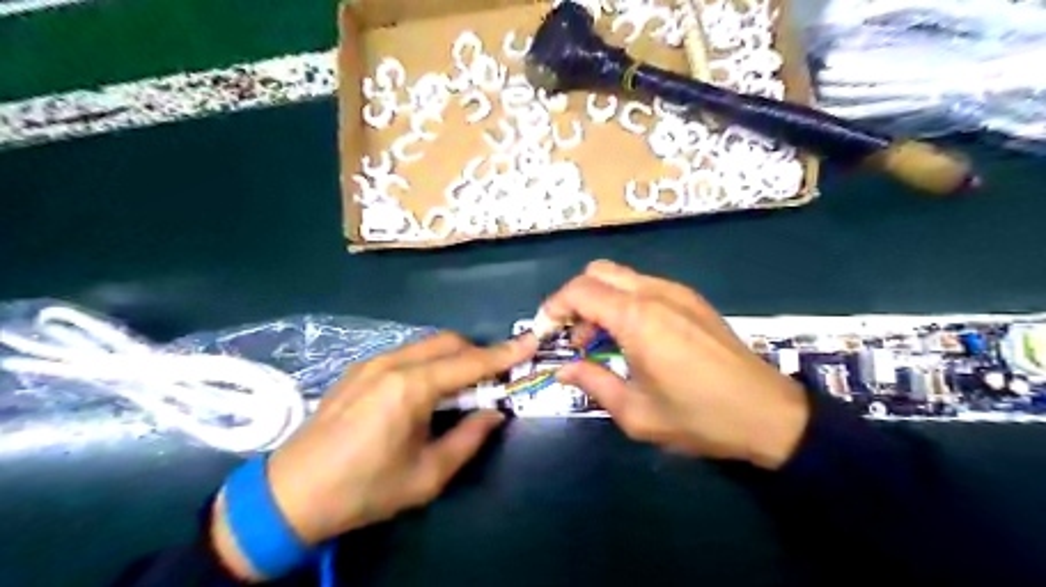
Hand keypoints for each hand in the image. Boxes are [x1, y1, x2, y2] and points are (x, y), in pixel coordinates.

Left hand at [213, 332, 537, 579]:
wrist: (290, 494)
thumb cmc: (363, 489)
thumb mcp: (427, 476)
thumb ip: (468, 439)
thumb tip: (494, 413)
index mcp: (411, 388)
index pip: (470, 362)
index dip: (504, 354)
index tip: (530, 342)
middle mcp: (393, 363)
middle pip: (449, 342)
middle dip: (478, 354)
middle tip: (493, 380)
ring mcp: (372, 362)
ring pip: (428, 345)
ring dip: (453, 358)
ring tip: (460, 389)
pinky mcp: (359, 369)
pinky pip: (407, 354)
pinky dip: (429, 363)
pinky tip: (425, 392)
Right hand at [544, 260, 812, 470]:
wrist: (768, 414)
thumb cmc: (698, 417)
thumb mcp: (636, 412)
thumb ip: (592, 383)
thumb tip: (562, 370)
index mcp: (637, 318)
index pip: (579, 291)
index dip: (553, 307)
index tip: (545, 333)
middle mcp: (655, 293)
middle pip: (597, 272)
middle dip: (575, 299)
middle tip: (573, 336)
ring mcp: (677, 292)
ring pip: (621, 276)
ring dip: (600, 300)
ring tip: (601, 341)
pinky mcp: (692, 299)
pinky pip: (644, 286)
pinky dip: (624, 301)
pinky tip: (633, 336)